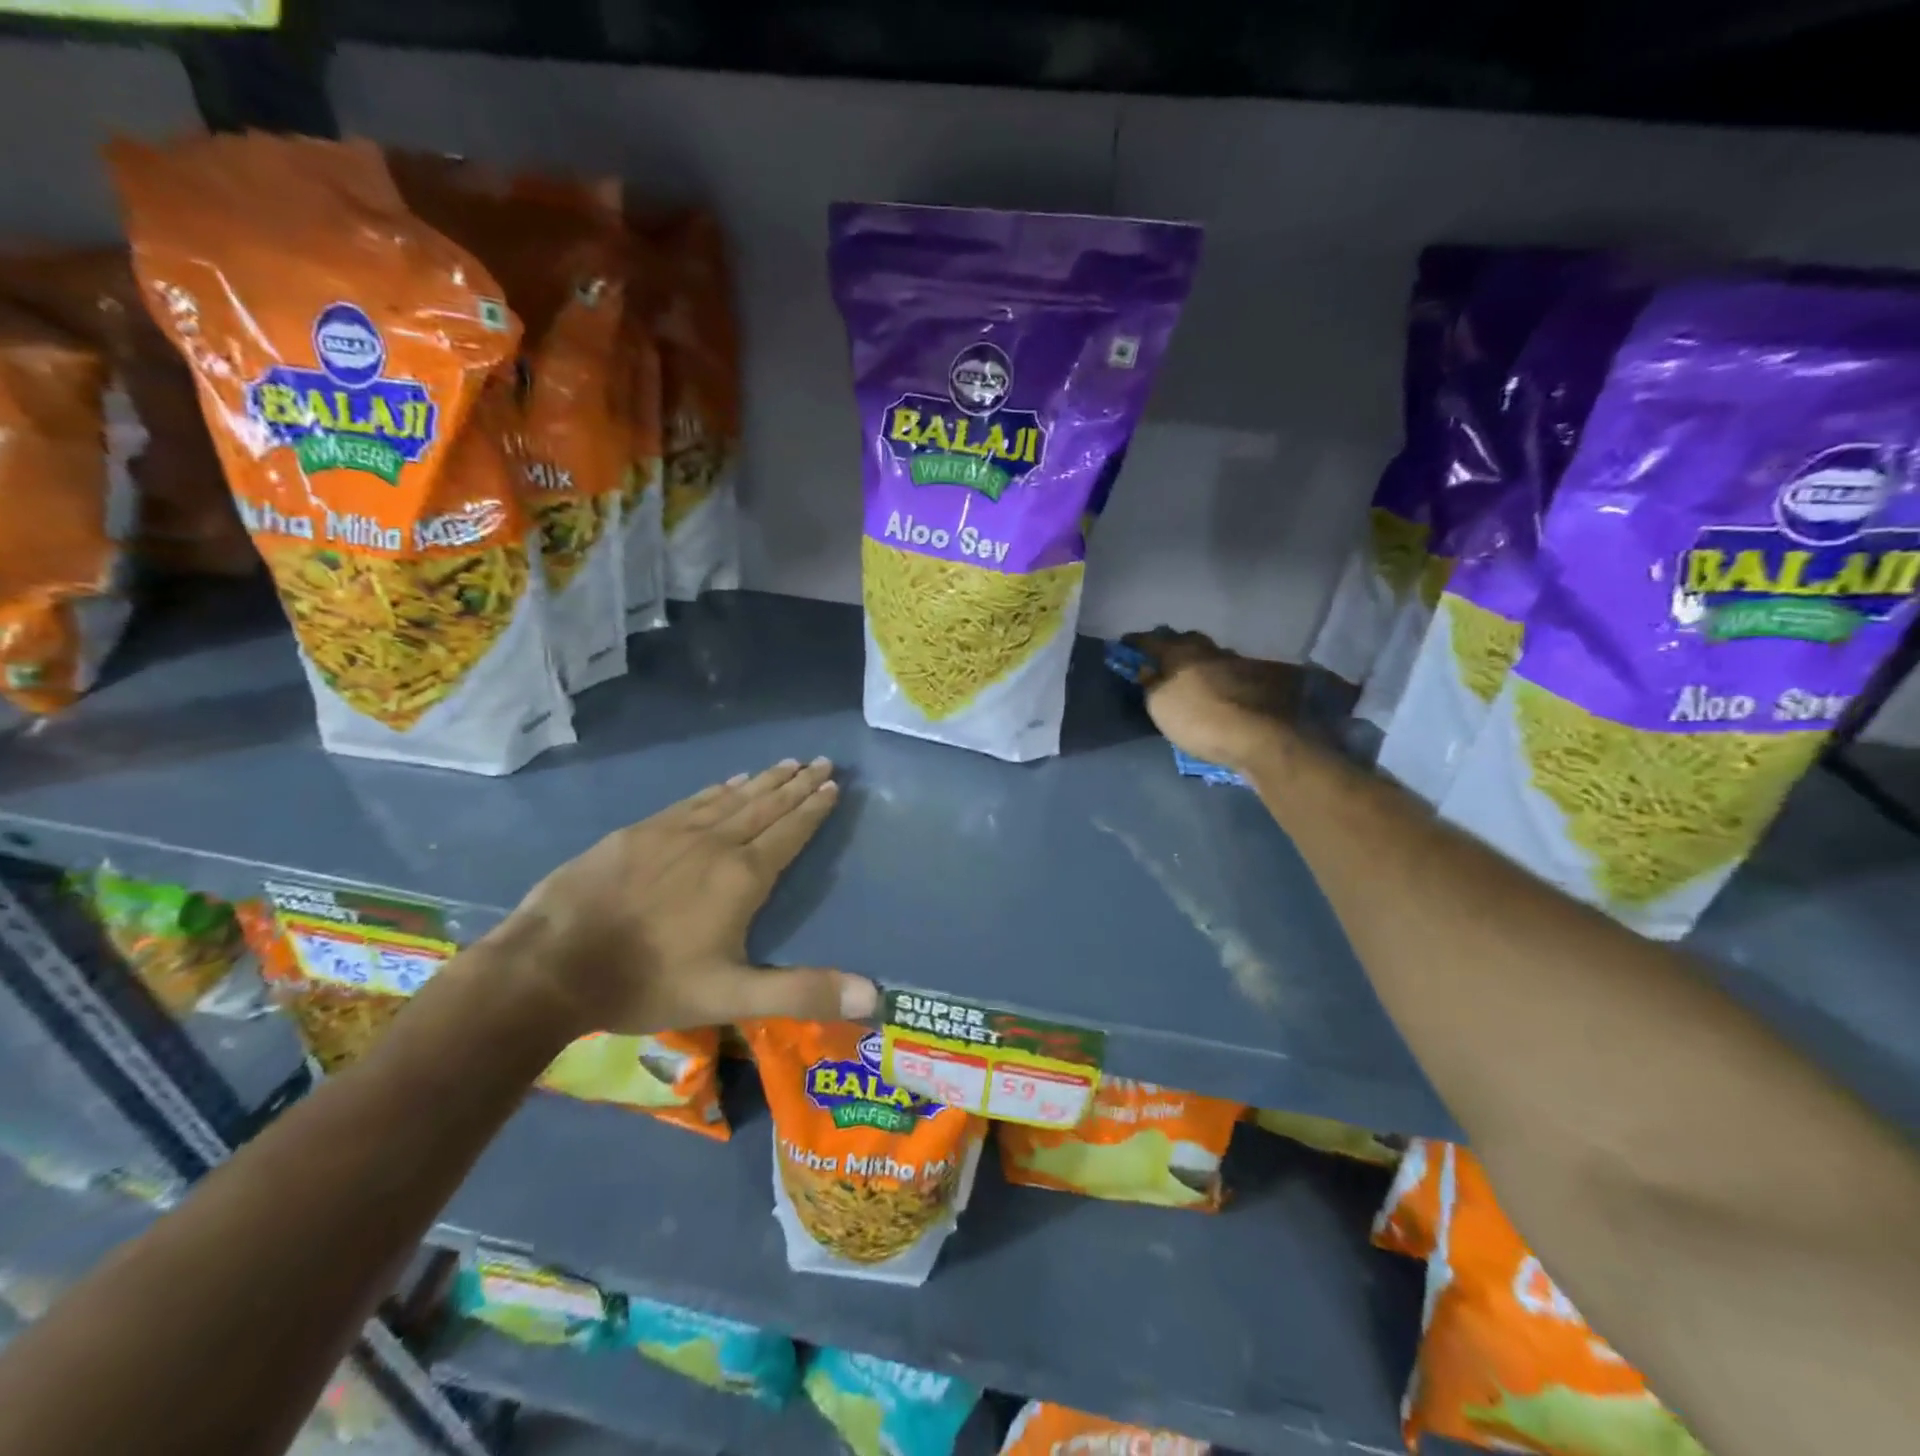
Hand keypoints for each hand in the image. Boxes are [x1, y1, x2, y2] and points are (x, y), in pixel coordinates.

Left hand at [489, 758, 876, 1034]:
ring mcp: (674, 832)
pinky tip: (729, 781)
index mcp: (742, 877)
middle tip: (821, 760)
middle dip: (797, 783)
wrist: (553, 964)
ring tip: (787, 763)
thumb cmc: (648, 981)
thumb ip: (803, 993)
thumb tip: (873, 996)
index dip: (813, 809)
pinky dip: (719, 788)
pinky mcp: (640, 832)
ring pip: (732, 798)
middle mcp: (715, 843)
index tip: (833, 784)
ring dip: (764, 780)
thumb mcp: (731, 997)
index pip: (790, 832)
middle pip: (766, 806)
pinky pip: (694, 801)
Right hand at [1125, 629, 1302, 772]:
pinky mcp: (1260, 681)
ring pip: (1212, 655)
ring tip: (1192, 675)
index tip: (1125, 643)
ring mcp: (1238, 664)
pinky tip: (1219, 690)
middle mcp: (1209, 651)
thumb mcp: (1160, 706)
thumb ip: (1151, 684)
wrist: (1258, 737)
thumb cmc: (1198, 719)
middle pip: (1187, 640)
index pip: (1152, 640)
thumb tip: (1147, 669)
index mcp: (1181, 652)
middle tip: (1163, 658)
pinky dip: (1220, 678)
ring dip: (1200, 662)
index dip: (1136, 642)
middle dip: (1173, 645)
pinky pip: (1231, 673)